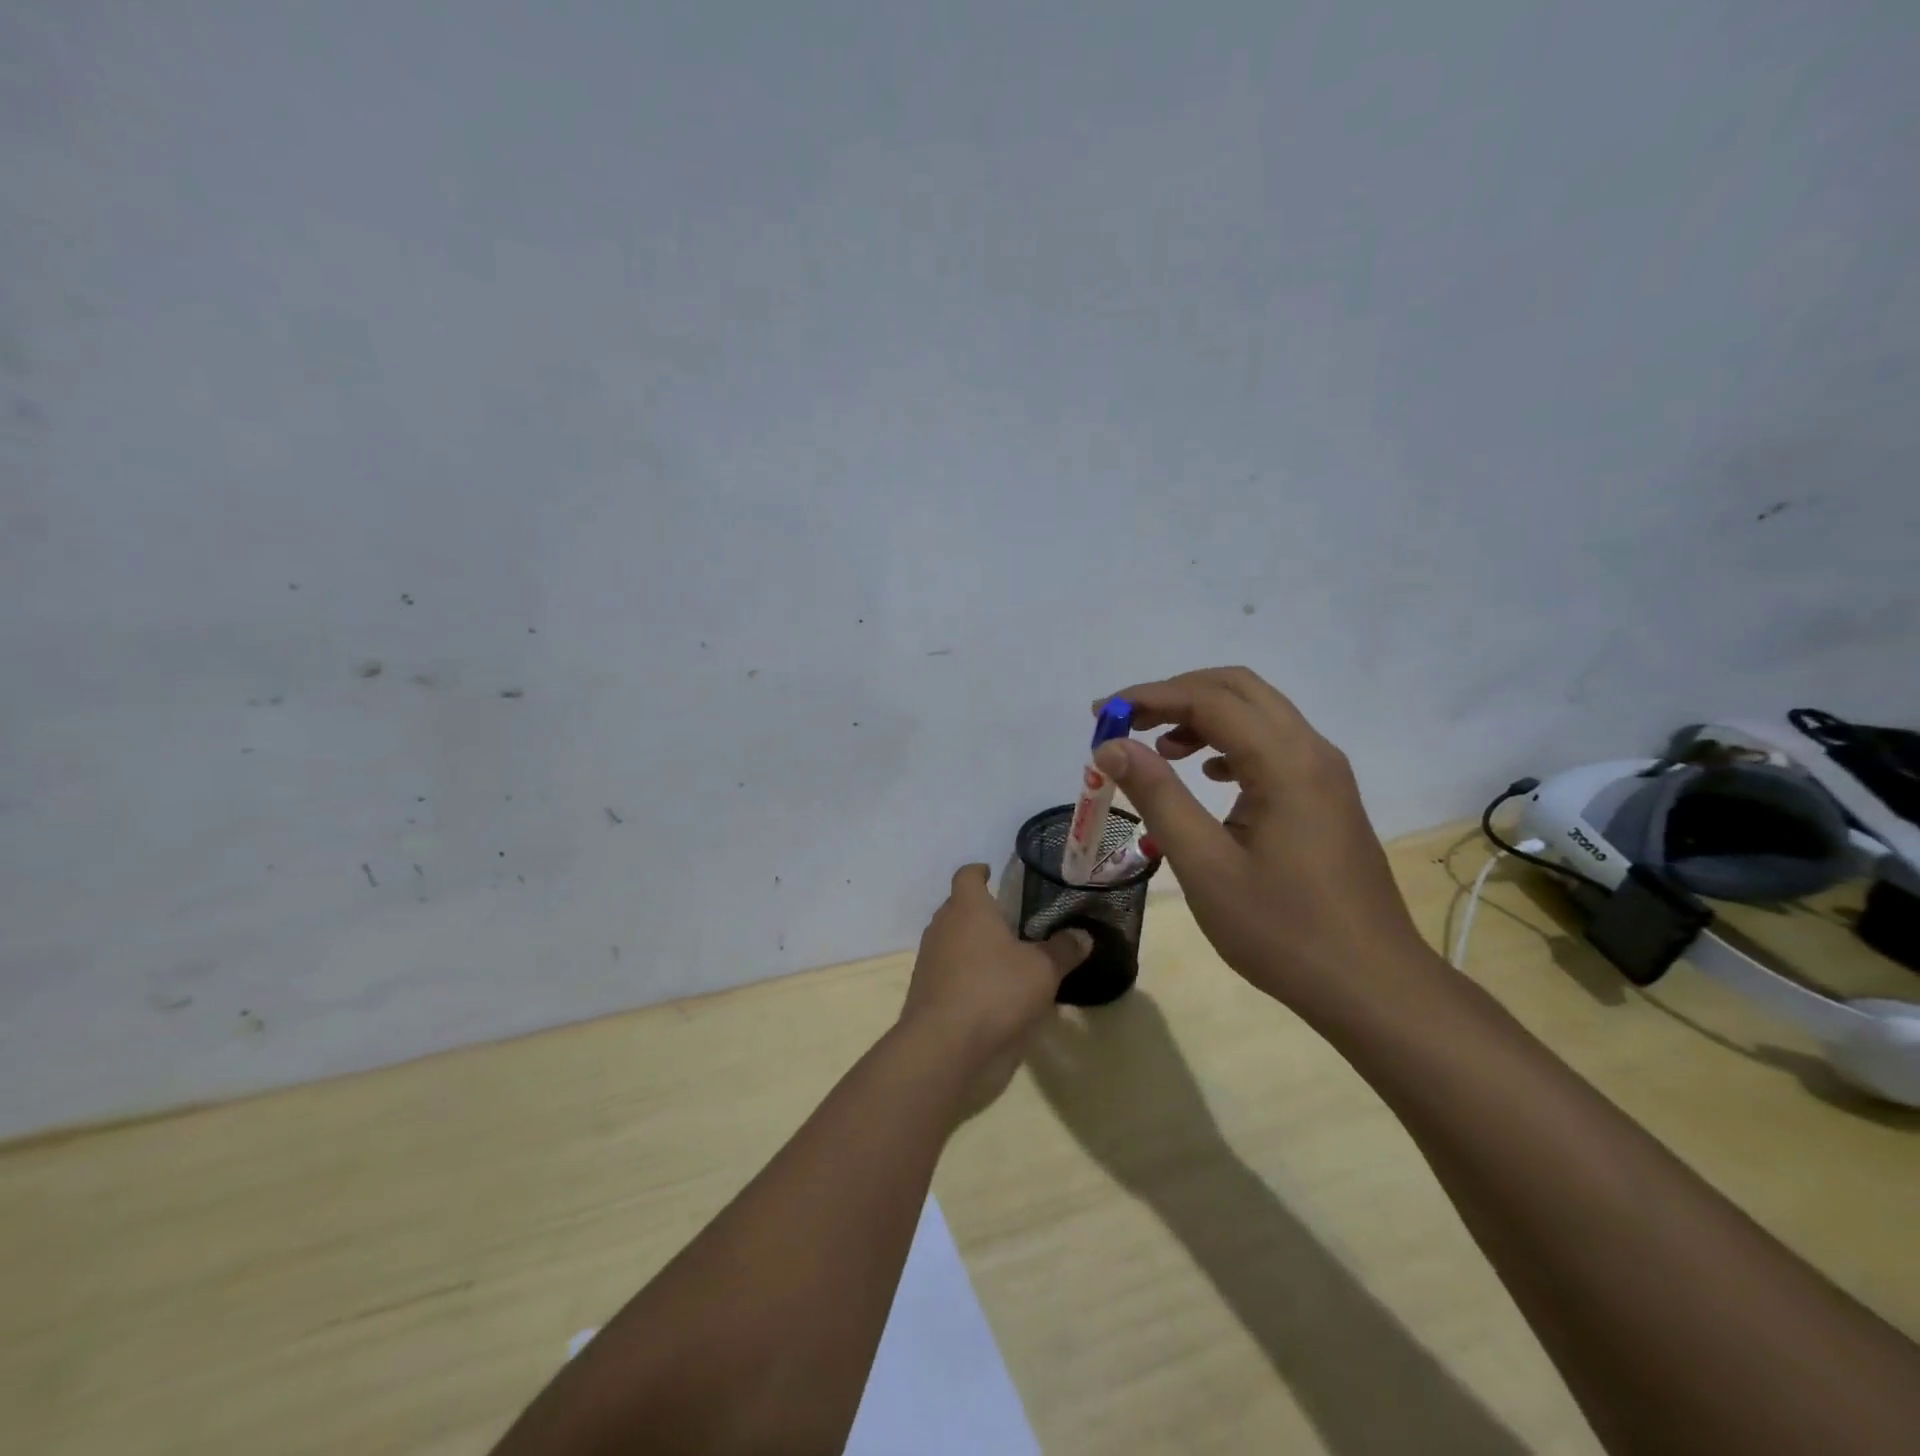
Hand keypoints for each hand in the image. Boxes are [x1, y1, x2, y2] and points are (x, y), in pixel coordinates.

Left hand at [899, 865, 1090, 1109]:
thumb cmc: (995, 991)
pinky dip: (967, 976)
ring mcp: (930, 961)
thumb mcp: (1043, 970)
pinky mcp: (926, 994)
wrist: (945, 1048)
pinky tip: (993, 993)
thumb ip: (1063, 950)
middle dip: (981, 912)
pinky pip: (949, 973)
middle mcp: (943, 928)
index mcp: (967, 908)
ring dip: (974, 946)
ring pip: (953, 942)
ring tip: (1006, 959)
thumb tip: (1082, 935)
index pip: (967, 875)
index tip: (993, 874)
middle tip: (1012, 921)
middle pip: (958, 908)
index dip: (980, 872)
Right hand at [1091, 667, 1438, 1018]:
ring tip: (1158, 750)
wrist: (1372, 986)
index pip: (1208, 699)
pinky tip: (1207, 775)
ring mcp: (1325, 773)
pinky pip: (1273, 744)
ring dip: (1203, 716)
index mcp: (1286, 762)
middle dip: (1175, 695)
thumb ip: (1158, 796)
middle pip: (1238, 689)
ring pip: (1258, 713)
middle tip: (1125, 723)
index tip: (1099, 715)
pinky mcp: (1326, 796)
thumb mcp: (1205, 866)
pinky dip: (1229, 742)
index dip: (1147, 698)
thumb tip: (1112, 746)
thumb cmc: (1283, 931)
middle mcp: (1312, 751)